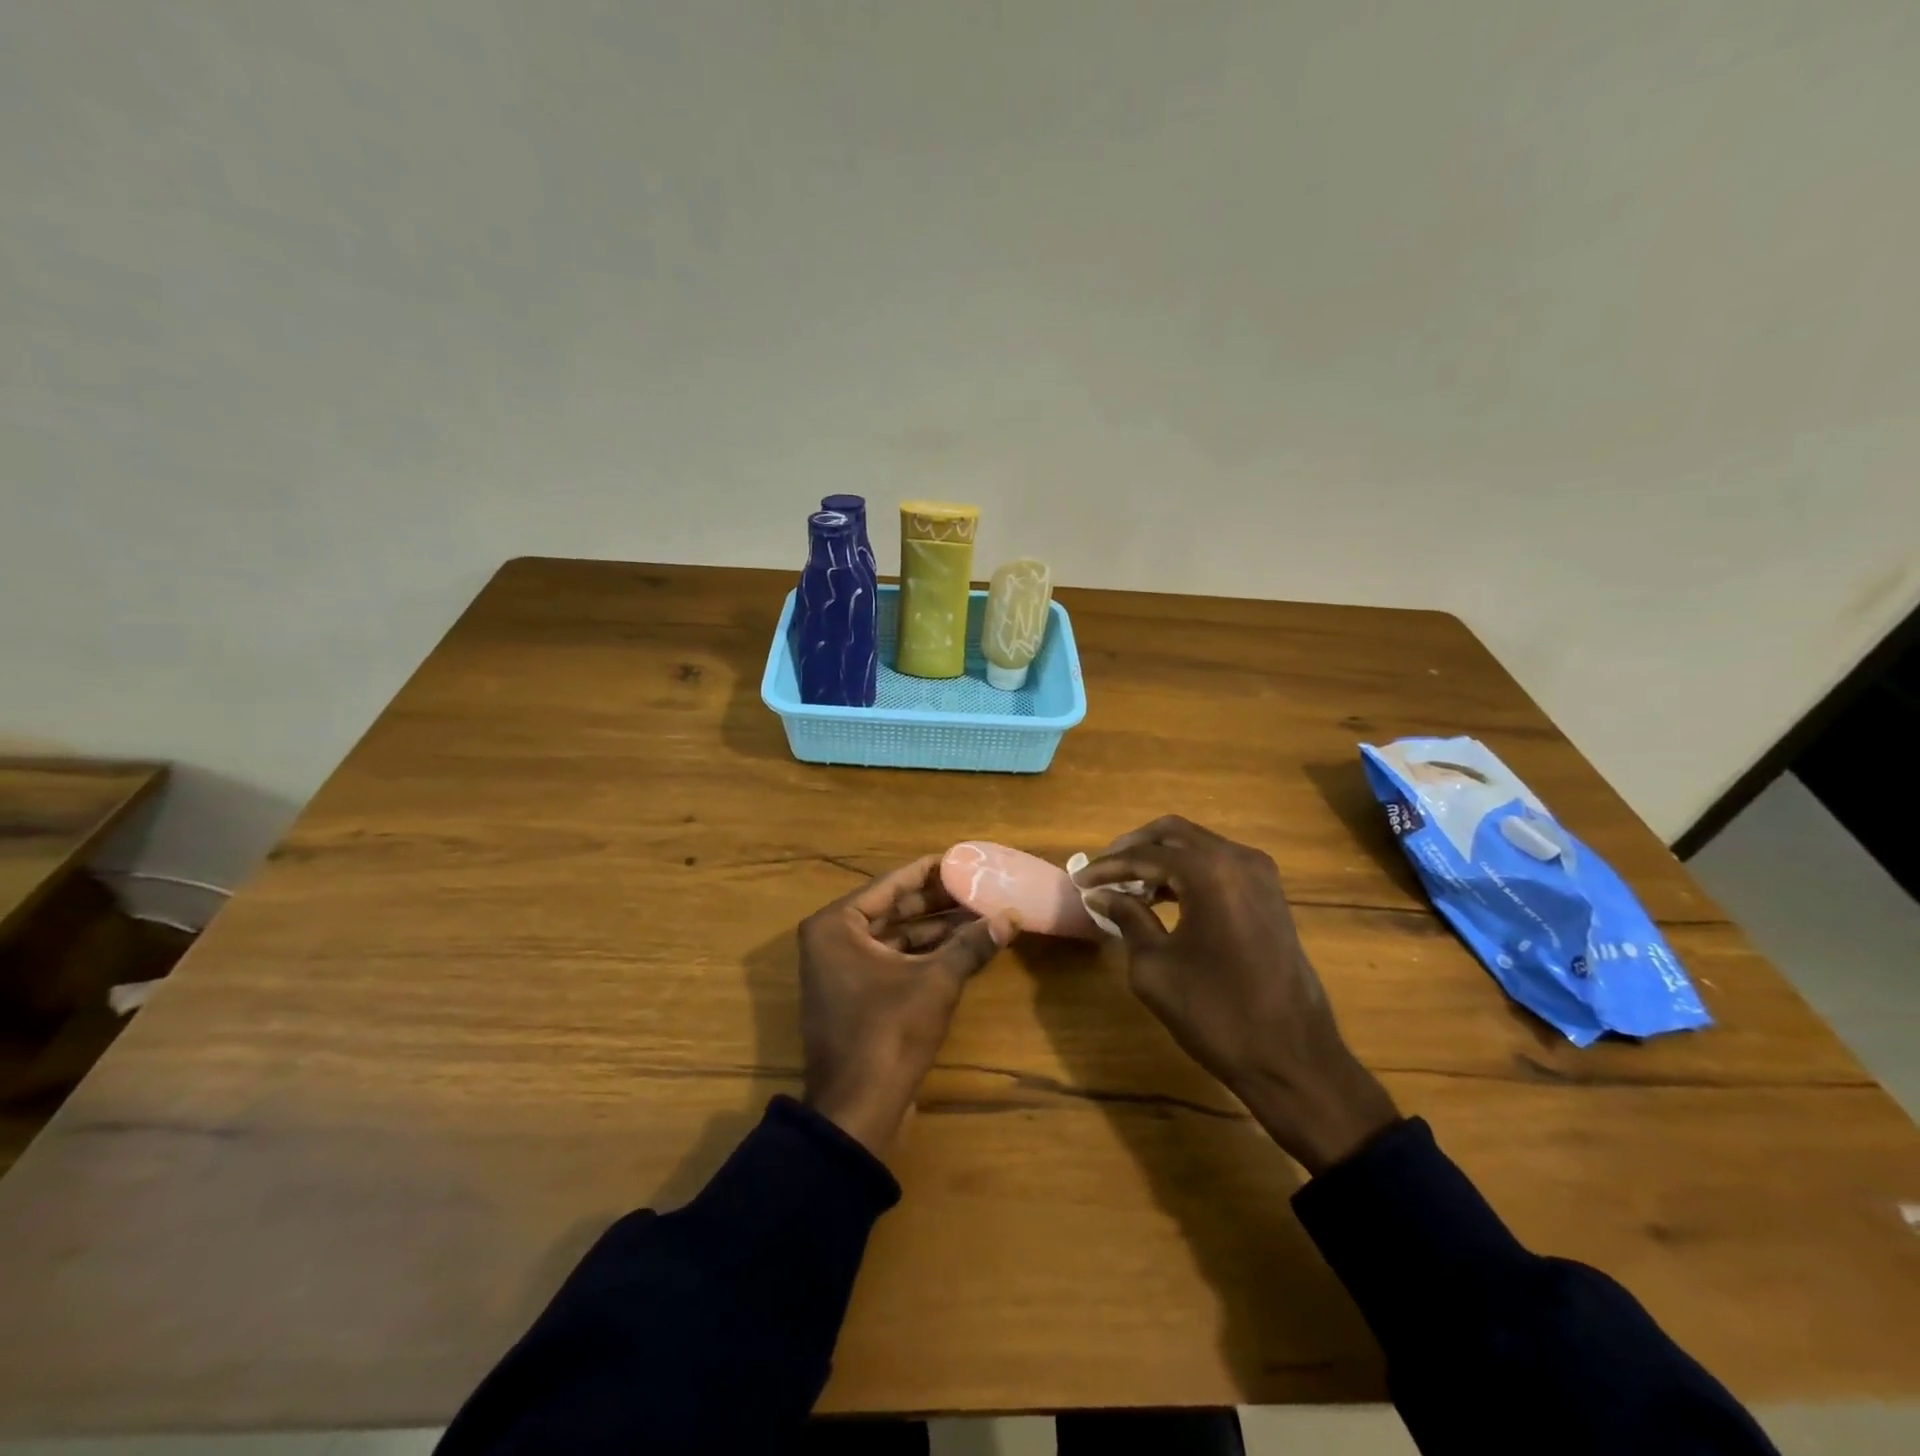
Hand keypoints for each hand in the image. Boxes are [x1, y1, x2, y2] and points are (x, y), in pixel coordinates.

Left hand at [798, 856, 1019, 1156]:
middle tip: (978, 887)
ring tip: (979, 915)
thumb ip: (972, 944)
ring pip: (895, 936)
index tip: (964, 859)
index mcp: (836, 925)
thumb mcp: (936, 981)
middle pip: (893, 909)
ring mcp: (841, 970)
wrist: (856, 1110)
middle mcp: (832, 940)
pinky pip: (892, 960)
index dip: (931, 871)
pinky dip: (923, 954)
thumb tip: (1012, 917)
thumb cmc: (889, 1032)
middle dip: (937, 901)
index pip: (891, 884)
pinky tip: (961, 948)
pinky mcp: (855, 996)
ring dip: (935, 928)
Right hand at [1076, 817, 1397, 1174]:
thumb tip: (1101, 894)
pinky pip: (1219, 864)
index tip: (1079, 881)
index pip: (1145, 855)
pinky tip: (1163, 896)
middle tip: (1103, 872)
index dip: (1107, 867)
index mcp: (1209, 872)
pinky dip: (1187, 871)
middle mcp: (1238, 859)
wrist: (1292, 1057)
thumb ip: (1127, 918)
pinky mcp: (1270, 895)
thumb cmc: (1216, 1013)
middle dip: (1134, 848)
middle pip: (1173, 833)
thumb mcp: (1155, 967)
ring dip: (1161, 858)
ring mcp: (1260, 875)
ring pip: (1198, 845)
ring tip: (1127, 885)